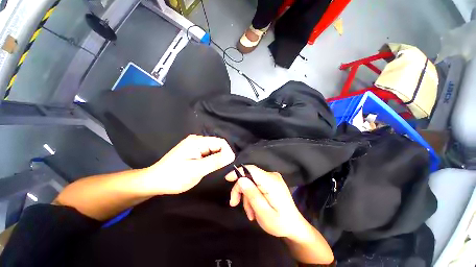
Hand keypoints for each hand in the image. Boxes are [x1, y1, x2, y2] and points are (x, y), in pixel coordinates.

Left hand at [145, 135, 234, 194]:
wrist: (155, 182)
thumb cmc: (174, 176)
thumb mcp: (196, 170)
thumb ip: (215, 161)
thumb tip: (231, 155)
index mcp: (198, 141)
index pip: (220, 142)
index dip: (227, 152)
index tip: (229, 165)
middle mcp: (197, 140)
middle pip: (217, 145)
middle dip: (223, 156)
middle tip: (223, 169)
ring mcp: (195, 146)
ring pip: (213, 150)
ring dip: (217, 158)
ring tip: (217, 169)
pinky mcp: (194, 151)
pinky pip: (208, 153)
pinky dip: (212, 160)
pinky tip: (210, 167)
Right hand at [225, 165, 307, 238]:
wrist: (294, 227)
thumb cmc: (280, 223)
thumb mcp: (264, 213)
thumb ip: (252, 195)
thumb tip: (240, 180)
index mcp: (271, 182)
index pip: (251, 169)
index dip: (238, 171)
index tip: (227, 179)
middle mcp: (272, 176)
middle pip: (249, 176)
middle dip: (241, 190)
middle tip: (234, 204)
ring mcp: (272, 178)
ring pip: (251, 182)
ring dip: (247, 196)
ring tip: (250, 213)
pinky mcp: (271, 182)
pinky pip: (256, 185)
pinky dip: (252, 195)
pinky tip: (254, 208)